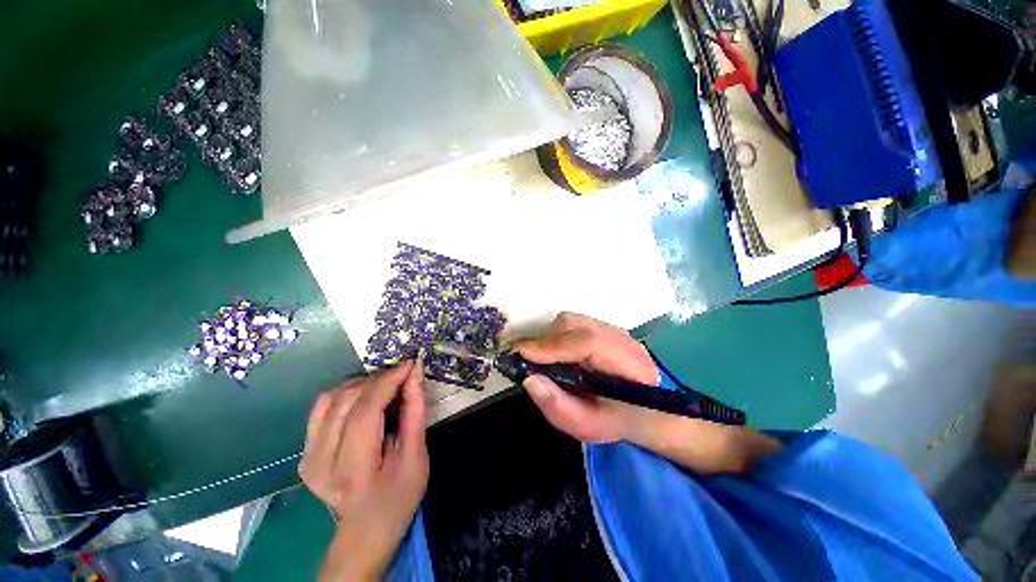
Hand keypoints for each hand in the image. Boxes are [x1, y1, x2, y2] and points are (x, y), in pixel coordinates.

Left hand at [299, 361, 428, 581]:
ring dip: (363, 384)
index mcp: (353, 471)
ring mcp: (307, 457)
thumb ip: (415, 412)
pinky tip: (364, 397)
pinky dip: (347, 393)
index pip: (365, 412)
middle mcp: (320, 462)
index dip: (387, 382)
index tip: (408, 364)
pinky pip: (322, 407)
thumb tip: (413, 375)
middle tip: (403, 377)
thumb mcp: (417, 456)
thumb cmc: (399, 496)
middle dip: (379, 380)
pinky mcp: (304, 451)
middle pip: (347, 401)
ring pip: (332, 398)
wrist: (366, 529)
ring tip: (386, 387)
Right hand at [511, 312, 657, 442]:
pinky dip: (555, 335)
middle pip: (576, 326)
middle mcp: (622, 338)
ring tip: (539, 358)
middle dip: (545, 341)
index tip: (522, 353)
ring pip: (571, 321)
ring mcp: (612, 328)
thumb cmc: (615, 419)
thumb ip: (558, 407)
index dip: (553, 345)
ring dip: (549, 337)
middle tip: (526, 360)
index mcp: (629, 364)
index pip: (589, 342)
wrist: (641, 408)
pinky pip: (572, 323)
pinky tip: (554, 353)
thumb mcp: (588, 425)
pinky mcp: (602, 326)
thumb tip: (529, 379)